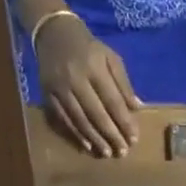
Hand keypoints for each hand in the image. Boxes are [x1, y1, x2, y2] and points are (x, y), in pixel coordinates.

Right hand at [34, 14, 140, 156]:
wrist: (53, 31)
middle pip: (97, 113)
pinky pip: (64, 119)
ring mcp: (59, 87)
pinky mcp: (47, 94)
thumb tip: (138, 108)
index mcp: (94, 66)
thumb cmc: (88, 48)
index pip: (113, 100)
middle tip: (123, 152)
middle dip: (112, 135)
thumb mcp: (110, 57)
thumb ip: (123, 83)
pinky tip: (87, 146)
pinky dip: (76, 134)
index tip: (134, 139)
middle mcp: (76, 77)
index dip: (124, 122)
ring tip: (108, 153)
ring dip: (95, 139)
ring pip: (80, 119)